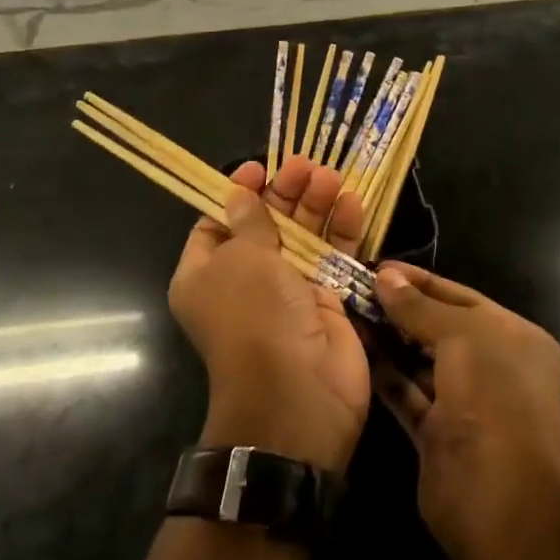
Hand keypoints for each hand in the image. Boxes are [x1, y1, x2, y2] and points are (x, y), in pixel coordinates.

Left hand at [169, 156, 370, 473]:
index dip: (238, 194)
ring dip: (317, 206)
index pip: (218, 223)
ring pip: (304, 237)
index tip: (260, 169)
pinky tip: (353, 202)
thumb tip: (241, 192)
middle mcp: (246, 281)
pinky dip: (343, 230)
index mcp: (207, 275)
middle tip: (307, 166)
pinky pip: (334, 257)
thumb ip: (250, 220)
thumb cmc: (254, 316)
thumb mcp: (243, 260)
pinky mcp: (328, 300)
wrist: (296, 394)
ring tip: (331, 177)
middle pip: (267, 225)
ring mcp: (289, 291)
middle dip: (285, 194)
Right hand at [371, 264, 559, 559]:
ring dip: (388, 340)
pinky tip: (354, 350)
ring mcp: (465, 405)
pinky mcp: (437, 436)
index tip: (379, 267)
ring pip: (420, 363)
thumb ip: (421, 306)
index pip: (461, 298)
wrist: (505, 500)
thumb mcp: (463, 336)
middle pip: (440, 329)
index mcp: (514, 338)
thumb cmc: (495, 397)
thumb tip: (386, 276)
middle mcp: (493, 368)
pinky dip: (384, 374)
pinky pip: (407, 394)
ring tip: (347, 313)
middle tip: (354, 288)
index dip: (421, 281)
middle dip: (401, 309)